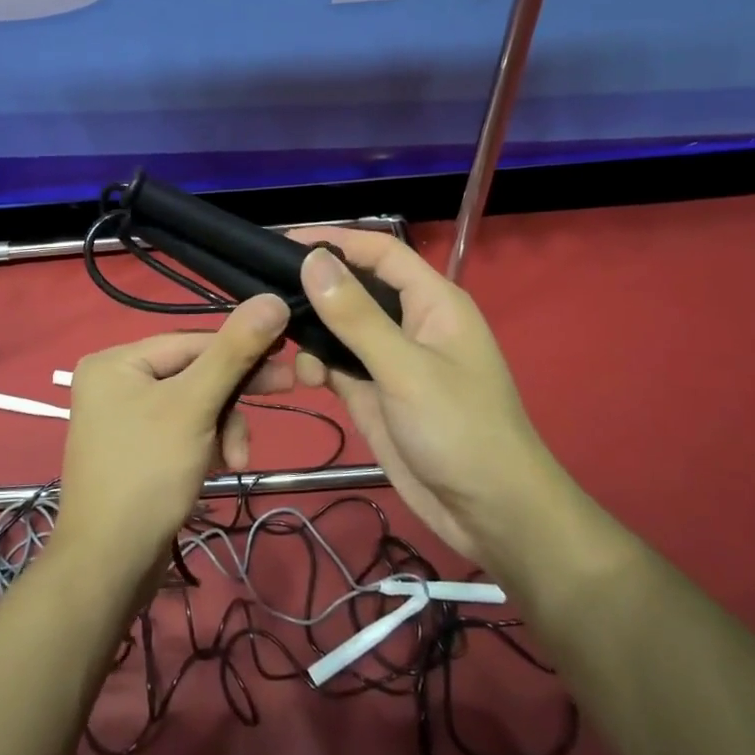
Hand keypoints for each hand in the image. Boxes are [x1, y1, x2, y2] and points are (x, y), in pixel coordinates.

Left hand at [53, 295, 292, 575]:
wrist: (108, 565)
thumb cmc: (148, 473)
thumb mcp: (195, 406)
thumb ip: (234, 352)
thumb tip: (272, 298)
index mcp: (116, 360)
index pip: (193, 341)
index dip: (241, 349)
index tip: (288, 360)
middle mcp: (115, 381)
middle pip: (194, 372)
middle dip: (233, 397)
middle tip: (286, 389)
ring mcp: (123, 418)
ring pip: (194, 404)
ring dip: (223, 427)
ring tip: (235, 460)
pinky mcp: (136, 449)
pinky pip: (182, 430)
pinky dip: (207, 444)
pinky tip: (219, 467)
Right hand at [289, 228, 552, 561]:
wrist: (488, 513)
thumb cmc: (459, 429)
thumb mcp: (405, 368)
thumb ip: (356, 315)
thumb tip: (313, 261)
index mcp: (432, 302)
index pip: (380, 252)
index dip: (335, 241)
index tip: (282, 243)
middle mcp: (409, 322)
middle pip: (354, 288)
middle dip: (314, 290)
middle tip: (265, 295)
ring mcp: (390, 360)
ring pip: (339, 329)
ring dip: (311, 334)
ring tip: (283, 346)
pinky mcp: (374, 393)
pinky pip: (336, 365)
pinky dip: (316, 366)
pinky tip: (302, 379)